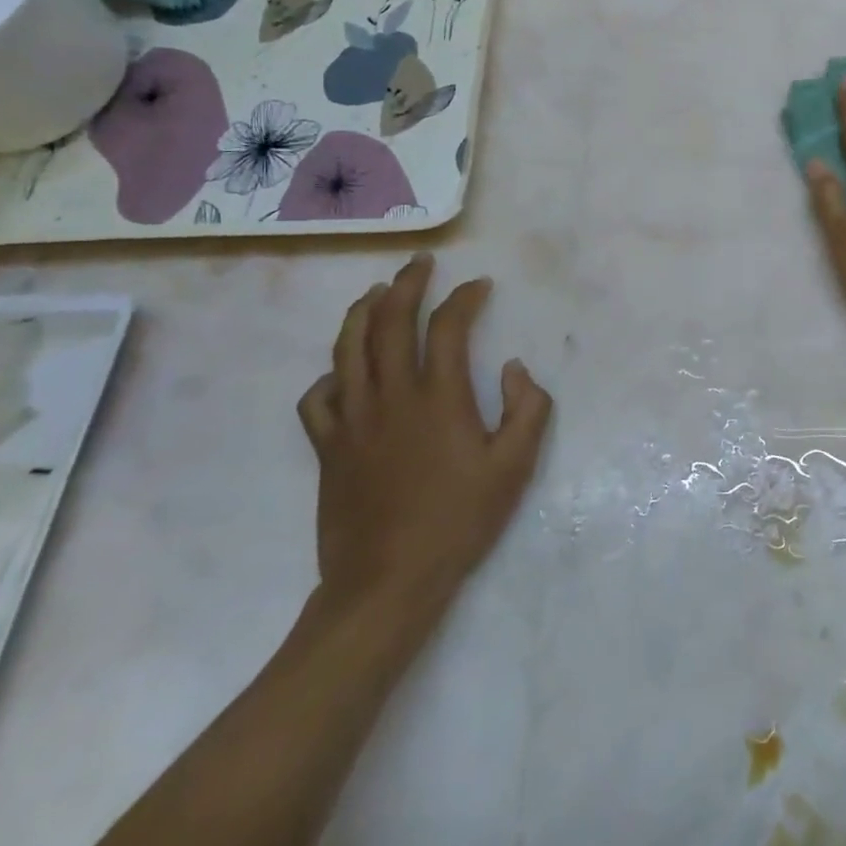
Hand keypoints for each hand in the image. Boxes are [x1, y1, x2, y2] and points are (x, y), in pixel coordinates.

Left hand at [296, 255, 552, 629]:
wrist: (387, 582)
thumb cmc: (458, 521)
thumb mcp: (515, 468)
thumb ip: (527, 409)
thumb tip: (513, 368)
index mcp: (439, 397)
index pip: (447, 326)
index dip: (464, 298)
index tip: (479, 285)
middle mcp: (391, 395)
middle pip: (389, 321)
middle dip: (406, 284)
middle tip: (420, 264)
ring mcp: (352, 419)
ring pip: (347, 348)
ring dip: (362, 311)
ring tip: (376, 291)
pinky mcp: (327, 446)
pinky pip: (318, 397)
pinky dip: (330, 374)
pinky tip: (342, 370)